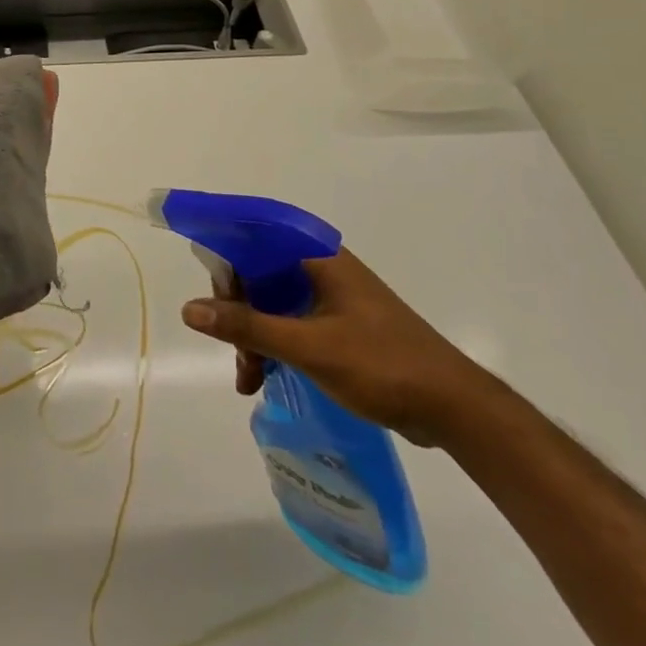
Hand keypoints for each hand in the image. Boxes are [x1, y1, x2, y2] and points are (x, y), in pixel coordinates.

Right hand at [179, 247, 496, 446]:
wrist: (455, 410)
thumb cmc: (383, 365)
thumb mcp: (308, 346)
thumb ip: (247, 326)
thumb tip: (190, 309)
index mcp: (317, 257)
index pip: (253, 235)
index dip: (224, 255)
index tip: (207, 293)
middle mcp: (321, 269)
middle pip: (257, 273)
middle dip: (236, 310)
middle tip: (232, 349)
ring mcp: (330, 298)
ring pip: (270, 302)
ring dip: (251, 335)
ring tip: (248, 378)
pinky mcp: (338, 325)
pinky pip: (288, 323)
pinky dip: (271, 346)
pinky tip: (262, 378)